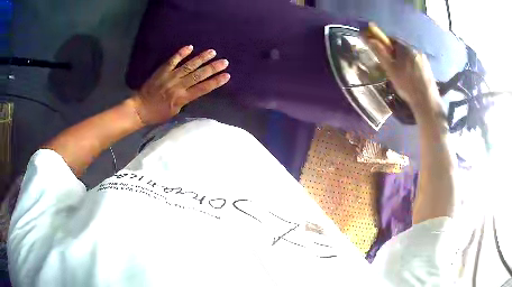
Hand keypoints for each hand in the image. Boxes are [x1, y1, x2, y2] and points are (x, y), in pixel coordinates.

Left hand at [130, 45, 229, 124]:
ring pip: (189, 65)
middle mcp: (178, 85)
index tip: (226, 76)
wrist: (140, 109)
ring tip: (212, 52)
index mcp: (182, 98)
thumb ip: (185, 99)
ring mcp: (170, 76)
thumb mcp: (175, 111)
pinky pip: (173, 60)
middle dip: (213, 68)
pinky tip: (190, 47)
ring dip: (201, 58)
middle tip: (224, 62)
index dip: (216, 82)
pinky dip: (181, 53)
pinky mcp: (162, 70)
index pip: (203, 88)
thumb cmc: (158, 114)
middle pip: (199, 75)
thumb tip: (193, 90)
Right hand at [364, 33, 441, 114]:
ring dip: (403, 60)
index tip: (381, 54)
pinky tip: (411, 78)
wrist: (427, 102)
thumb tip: (369, 39)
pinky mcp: (428, 68)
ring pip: (409, 55)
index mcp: (406, 48)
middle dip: (394, 53)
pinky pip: (416, 62)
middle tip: (390, 66)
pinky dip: (411, 66)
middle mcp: (415, 49)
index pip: (391, 39)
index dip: (384, 44)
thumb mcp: (390, 69)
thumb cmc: (407, 85)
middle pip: (401, 47)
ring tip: (401, 74)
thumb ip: (380, 53)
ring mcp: (423, 59)